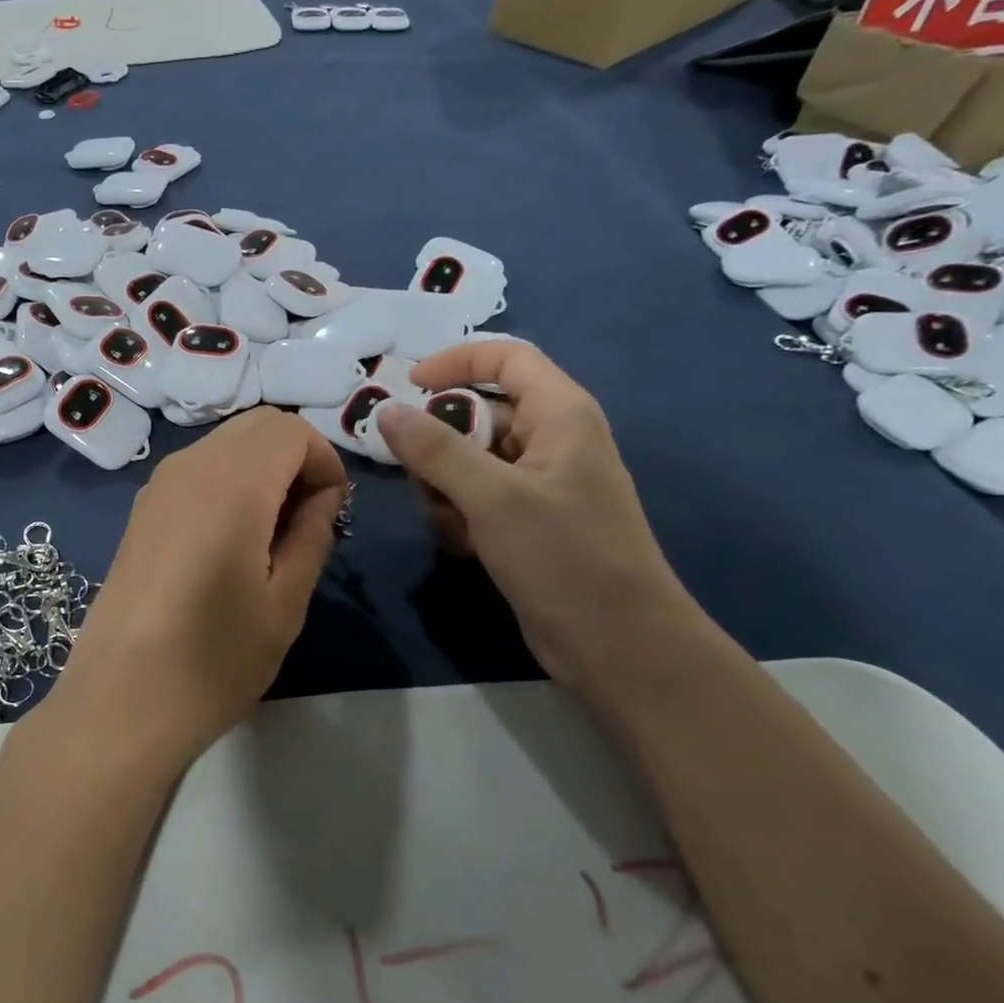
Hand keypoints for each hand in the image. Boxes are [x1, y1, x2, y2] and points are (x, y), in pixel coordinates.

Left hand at [45, 407, 347, 778]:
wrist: (119, 701)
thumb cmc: (213, 661)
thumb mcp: (284, 603)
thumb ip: (312, 534)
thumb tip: (324, 495)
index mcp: (232, 485)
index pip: (292, 430)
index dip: (325, 461)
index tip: (333, 511)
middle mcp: (190, 466)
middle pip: (258, 424)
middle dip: (296, 455)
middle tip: (307, 517)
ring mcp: (158, 484)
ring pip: (226, 441)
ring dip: (262, 466)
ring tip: (272, 531)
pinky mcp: (141, 507)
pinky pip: (198, 466)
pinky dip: (229, 478)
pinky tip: (231, 537)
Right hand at [376, 341, 697, 691]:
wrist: (617, 644)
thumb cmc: (564, 556)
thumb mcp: (492, 496)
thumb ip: (435, 449)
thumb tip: (386, 411)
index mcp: (559, 414)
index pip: (505, 357)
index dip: (455, 361)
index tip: (408, 387)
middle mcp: (550, 439)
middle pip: (476, 414)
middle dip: (439, 444)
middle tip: (419, 477)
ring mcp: (537, 483)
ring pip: (467, 460)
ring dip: (444, 487)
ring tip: (452, 524)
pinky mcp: (526, 521)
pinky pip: (475, 497)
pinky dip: (459, 515)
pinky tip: (464, 546)